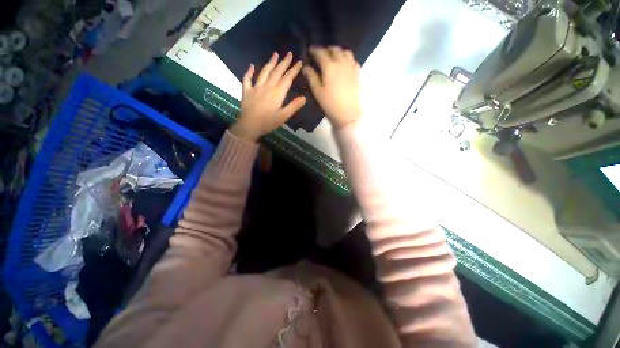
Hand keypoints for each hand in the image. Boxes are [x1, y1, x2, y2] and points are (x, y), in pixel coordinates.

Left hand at [231, 52, 305, 141]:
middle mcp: (267, 87)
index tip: (299, 62)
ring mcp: (256, 87)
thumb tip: (304, 97)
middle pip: (277, 72)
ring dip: (270, 63)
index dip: (294, 70)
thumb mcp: (283, 117)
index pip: (287, 79)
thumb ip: (293, 106)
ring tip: (275, 54)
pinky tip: (251, 66)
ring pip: (264, 72)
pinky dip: (249, 72)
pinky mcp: (247, 91)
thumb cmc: (268, 122)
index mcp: (277, 93)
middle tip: (289, 53)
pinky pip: (247, 79)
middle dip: (284, 62)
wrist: (249, 126)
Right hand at [303, 46, 361, 128]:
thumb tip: (306, 67)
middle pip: (334, 49)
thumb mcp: (317, 91)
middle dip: (327, 49)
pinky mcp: (357, 74)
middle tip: (322, 54)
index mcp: (329, 66)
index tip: (310, 49)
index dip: (314, 49)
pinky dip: (348, 59)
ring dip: (338, 51)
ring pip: (346, 52)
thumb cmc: (330, 104)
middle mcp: (341, 62)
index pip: (321, 52)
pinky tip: (345, 64)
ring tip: (334, 57)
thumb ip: (311, 77)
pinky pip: (353, 60)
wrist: (347, 113)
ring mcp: (351, 67)